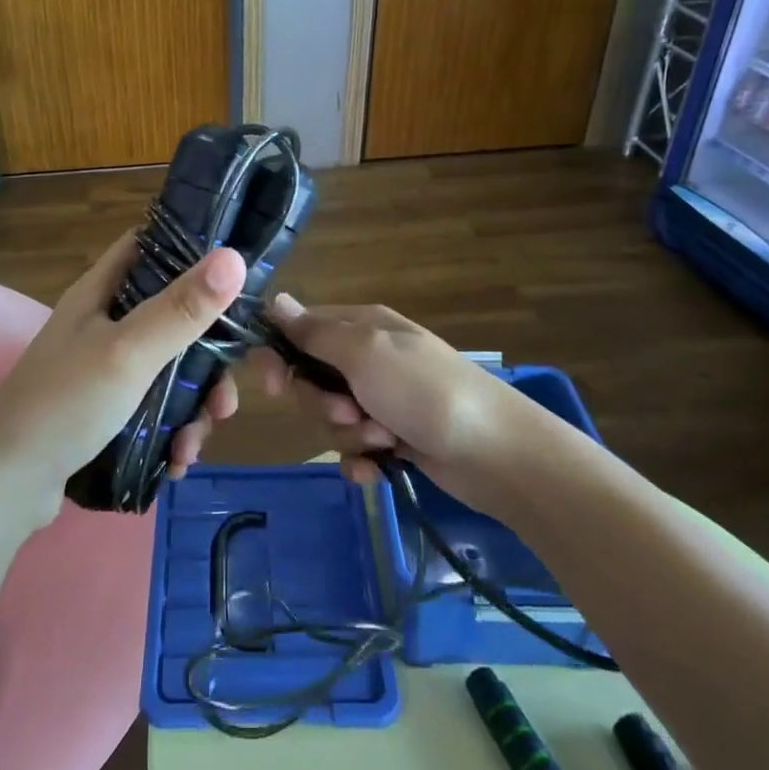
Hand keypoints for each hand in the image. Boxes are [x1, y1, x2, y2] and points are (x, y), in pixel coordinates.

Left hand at [0, 231, 246, 524]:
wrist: (4, 485)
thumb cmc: (65, 404)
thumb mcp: (129, 352)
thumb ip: (182, 308)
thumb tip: (235, 257)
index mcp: (102, 292)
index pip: (150, 246)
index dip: (192, 248)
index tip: (237, 271)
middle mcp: (104, 323)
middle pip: (174, 317)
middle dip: (209, 357)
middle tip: (225, 397)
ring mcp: (104, 368)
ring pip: (170, 369)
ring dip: (194, 406)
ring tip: (195, 444)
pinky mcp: (106, 410)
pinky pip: (154, 408)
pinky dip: (172, 431)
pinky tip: (176, 461)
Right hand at [254, 295, 546, 517]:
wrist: (494, 452)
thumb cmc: (424, 391)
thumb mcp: (365, 352)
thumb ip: (315, 332)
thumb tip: (275, 300)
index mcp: (361, 326)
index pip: (298, 331)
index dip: (279, 357)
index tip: (274, 385)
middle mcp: (367, 358)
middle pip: (310, 382)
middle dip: (323, 405)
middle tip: (351, 412)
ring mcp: (381, 400)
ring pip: (330, 419)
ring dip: (349, 435)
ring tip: (383, 440)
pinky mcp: (392, 438)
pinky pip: (353, 450)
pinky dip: (362, 461)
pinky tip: (378, 469)